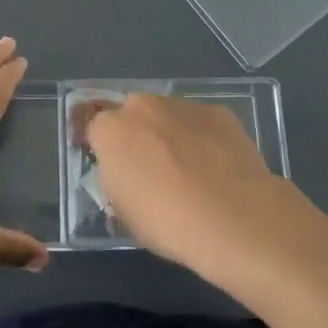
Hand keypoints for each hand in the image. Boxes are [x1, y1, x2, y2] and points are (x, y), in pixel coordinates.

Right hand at [83, 93, 299, 274]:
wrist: (233, 217)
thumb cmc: (167, 222)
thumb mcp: (124, 213)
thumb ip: (117, 182)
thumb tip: (127, 176)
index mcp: (111, 130)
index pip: (95, 127)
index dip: (102, 147)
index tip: (112, 169)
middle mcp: (143, 106)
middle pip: (132, 114)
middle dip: (137, 134)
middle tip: (151, 168)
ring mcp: (183, 105)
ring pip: (168, 115)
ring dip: (171, 134)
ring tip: (190, 170)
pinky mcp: (218, 112)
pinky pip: (201, 122)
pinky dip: (204, 138)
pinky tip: (217, 167)